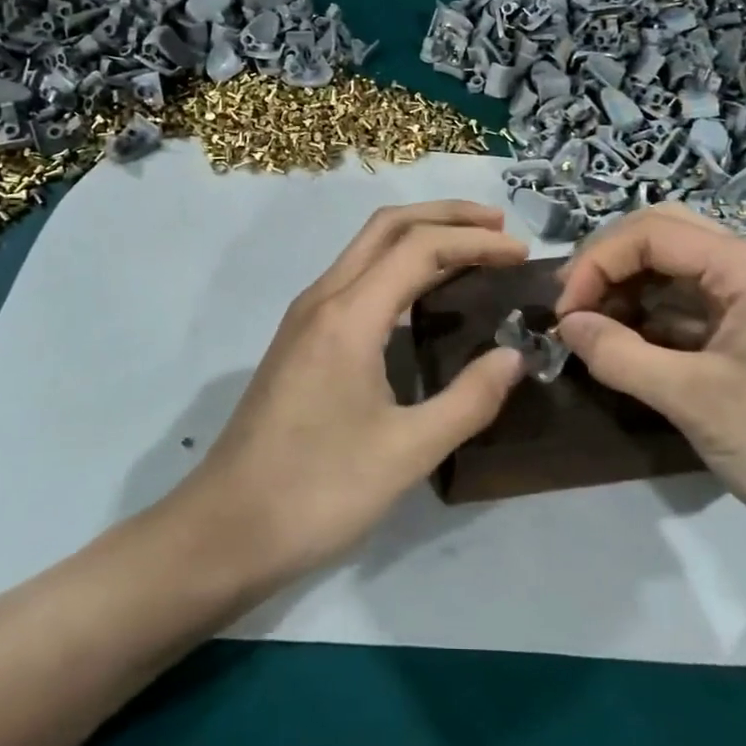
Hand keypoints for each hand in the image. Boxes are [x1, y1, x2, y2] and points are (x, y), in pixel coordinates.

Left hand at [174, 202, 528, 586]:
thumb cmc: (317, 491)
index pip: (419, 248)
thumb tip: (514, 356)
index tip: (521, 254)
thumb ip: (468, 400)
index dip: (475, 242)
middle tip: (499, 227)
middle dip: (445, 216)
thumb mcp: (406, 452)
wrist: (225, 529)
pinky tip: (424, 295)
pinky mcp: (300, 338)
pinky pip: (356, 277)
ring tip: (472, 251)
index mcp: (348, 315)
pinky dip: (398, 266)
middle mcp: (323, 298)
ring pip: (367, 248)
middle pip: (387, 226)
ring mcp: (306, 316)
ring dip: (420, 237)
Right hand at [554, 205, 745, 549]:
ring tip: (590, 326)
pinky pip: (693, 301)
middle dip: (610, 265)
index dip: (597, 263)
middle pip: (665, 236)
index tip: (565, 313)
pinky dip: (653, 315)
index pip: (653, 233)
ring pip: (677, 267)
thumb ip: (619, 354)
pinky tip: (625, 341)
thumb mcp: (694, 401)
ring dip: (629, 289)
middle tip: (572, 306)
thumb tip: (566, 325)